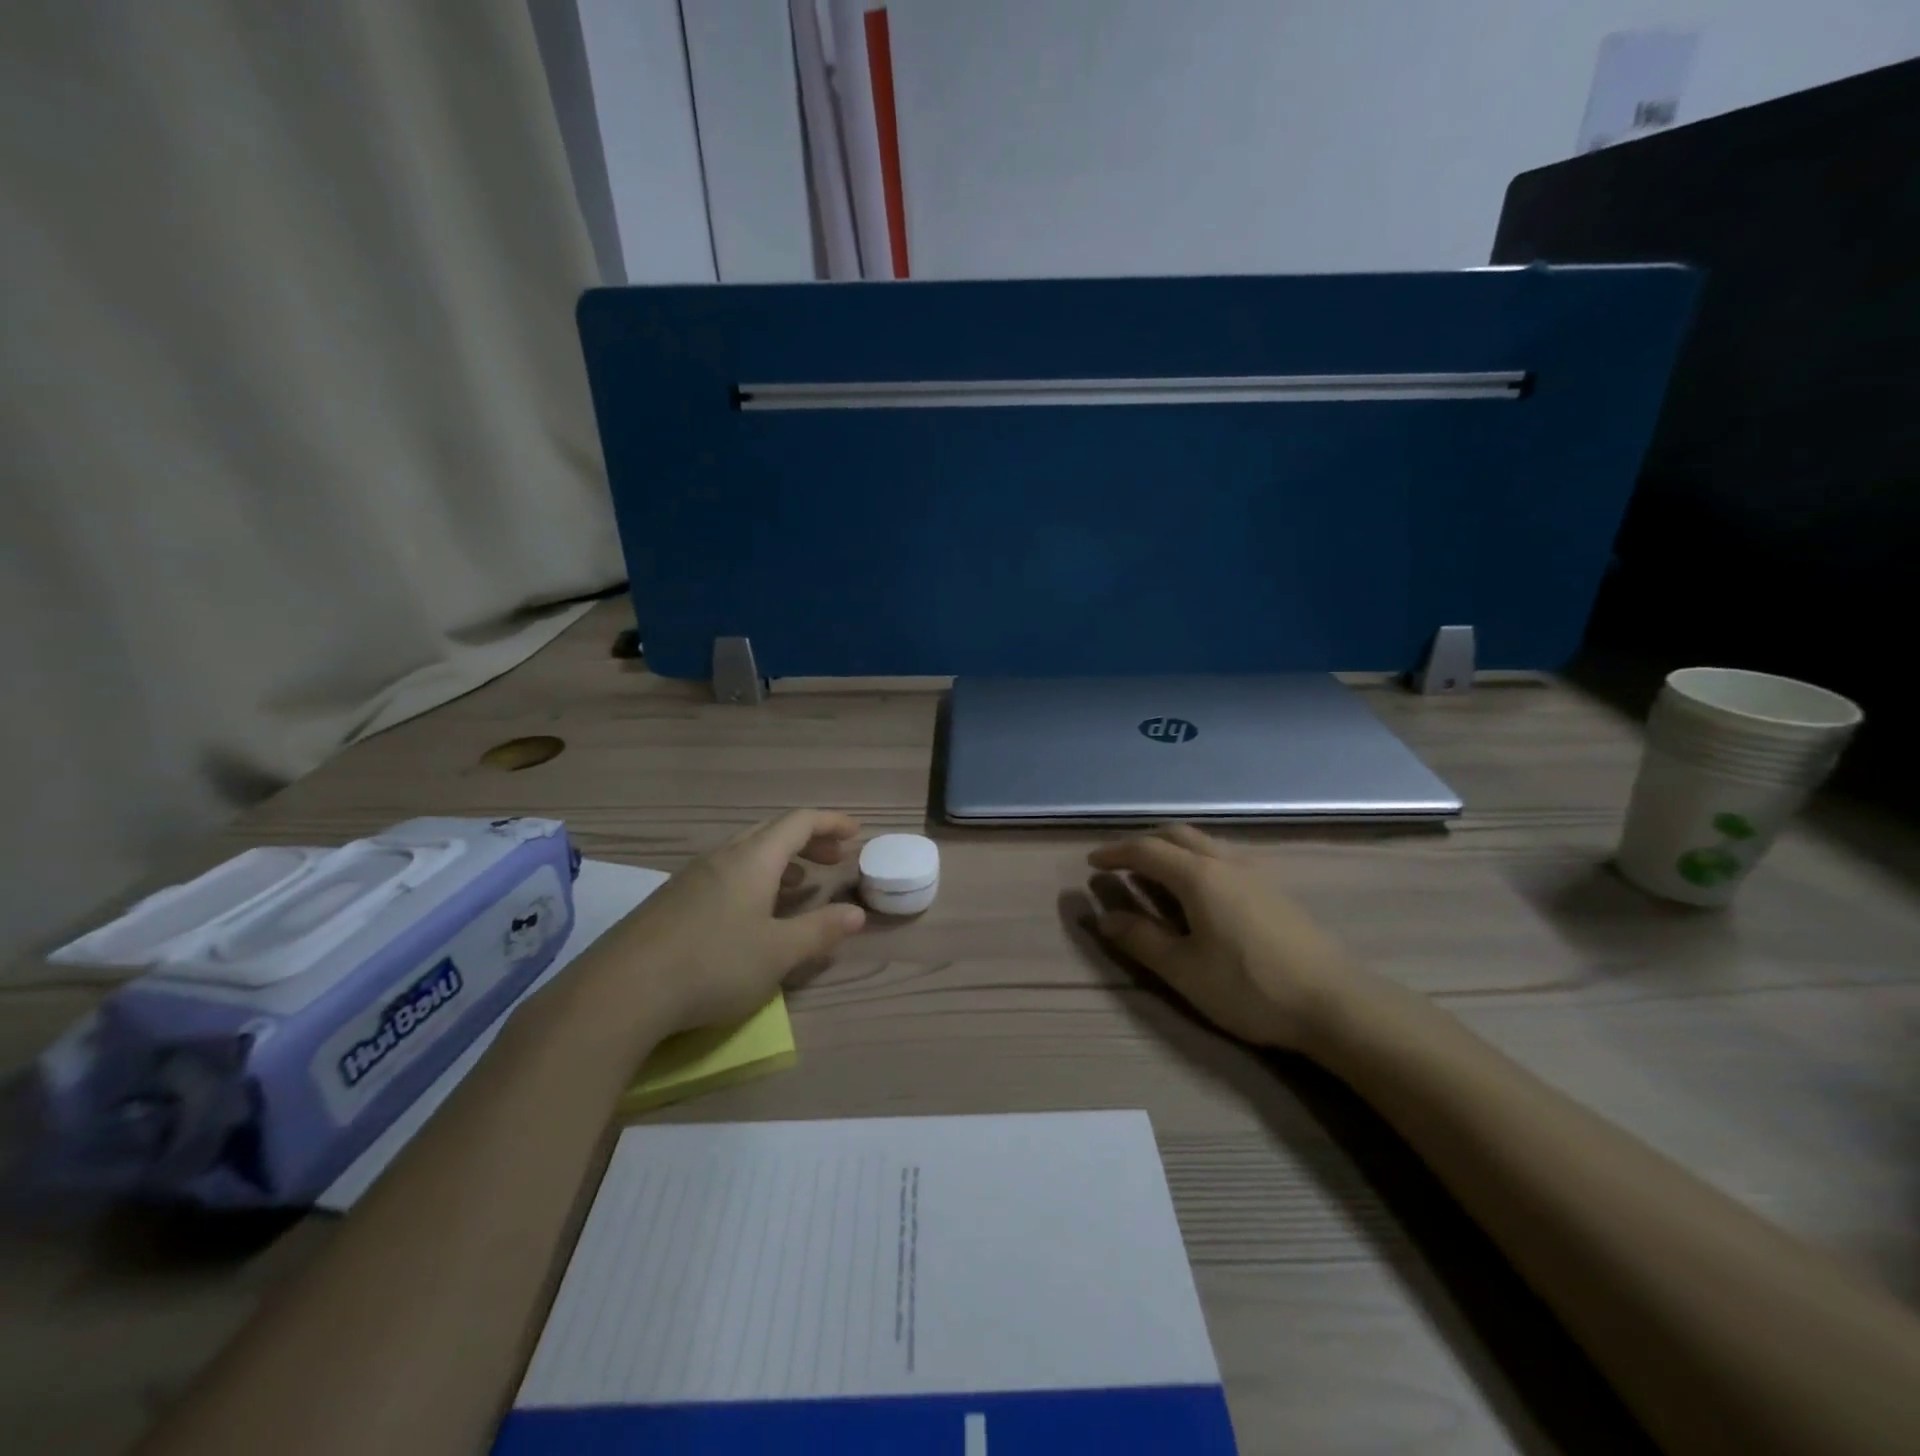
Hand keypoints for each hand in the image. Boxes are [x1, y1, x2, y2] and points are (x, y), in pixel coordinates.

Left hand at [607, 809, 866, 1035]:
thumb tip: (856, 913)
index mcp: (752, 859)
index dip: (831, 822)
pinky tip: (751, 913)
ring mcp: (691, 878)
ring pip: (746, 853)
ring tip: (800, 884)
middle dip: (809, 839)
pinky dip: (753, 879)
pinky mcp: (671, 901)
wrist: (620, 992)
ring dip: (780, 860)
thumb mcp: (778, 953)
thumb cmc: (713, 965)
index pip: (799, 822)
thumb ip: (820, 930)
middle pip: (772, 832)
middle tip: (834, 857)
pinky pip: (724, 874)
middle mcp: (722, 857)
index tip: (856, 833)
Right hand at [1087, 824, 1373, 1051]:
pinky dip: (1195, 859)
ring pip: (1203, 843)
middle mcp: (1224, 862)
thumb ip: (1141, 939)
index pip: (1146, 850)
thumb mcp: (1184, 970)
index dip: (1115, 853)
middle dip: (1143, 843)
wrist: (1334, 1002)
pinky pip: (1222, 856)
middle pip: (1176, 835)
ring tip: (1154, 873)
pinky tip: (1199, 890)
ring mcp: (1254, 872)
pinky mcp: (1273, 888)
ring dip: (1171, 849)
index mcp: (1198, 876)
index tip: (1092, 863)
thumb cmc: (1249, 987)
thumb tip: (1104, 917)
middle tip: (1120, 863)